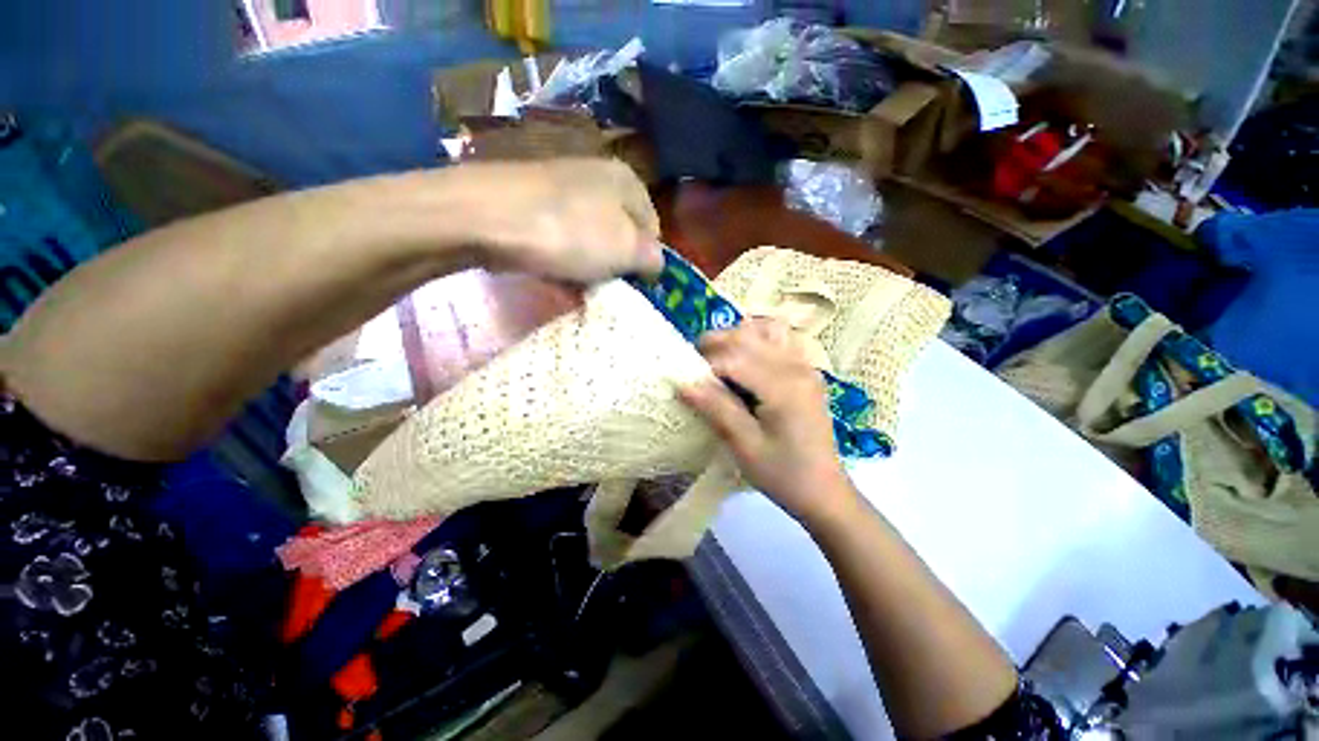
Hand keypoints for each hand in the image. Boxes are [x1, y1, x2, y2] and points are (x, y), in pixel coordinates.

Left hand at [457, 158, 662, 282]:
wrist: (486, 217)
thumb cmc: (571, 233)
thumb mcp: (626, 250)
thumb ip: (652, 259)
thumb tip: (655, 264)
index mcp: (627, 181)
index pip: (653, 228)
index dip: (647, 260)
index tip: (635, 284)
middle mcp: (597, 176)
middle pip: (620, 233)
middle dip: (616, 264)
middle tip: (607, 287)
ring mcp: (561, 188)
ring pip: (590, 238)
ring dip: (590, 266)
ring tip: (579, 286)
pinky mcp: (533, 204)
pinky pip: (561, 238)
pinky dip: (563, 258)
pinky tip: (556, 274)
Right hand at [679, 318, 856, 523]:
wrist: (823, 491)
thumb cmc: (783, 474)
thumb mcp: (745, 446)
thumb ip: (716, 408)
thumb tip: (683, 382)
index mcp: (783, 386)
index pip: (733, 358)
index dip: (704, 365)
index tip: (685, 380)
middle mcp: (796, 366)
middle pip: (747, 335)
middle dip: (715, 344)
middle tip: (694, 366)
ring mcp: (805, 366)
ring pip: (765, 329)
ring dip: (736, 337)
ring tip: (718, 359)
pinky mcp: (806, 371)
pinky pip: (780, 339)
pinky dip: (756, 340)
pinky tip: (744, 361)